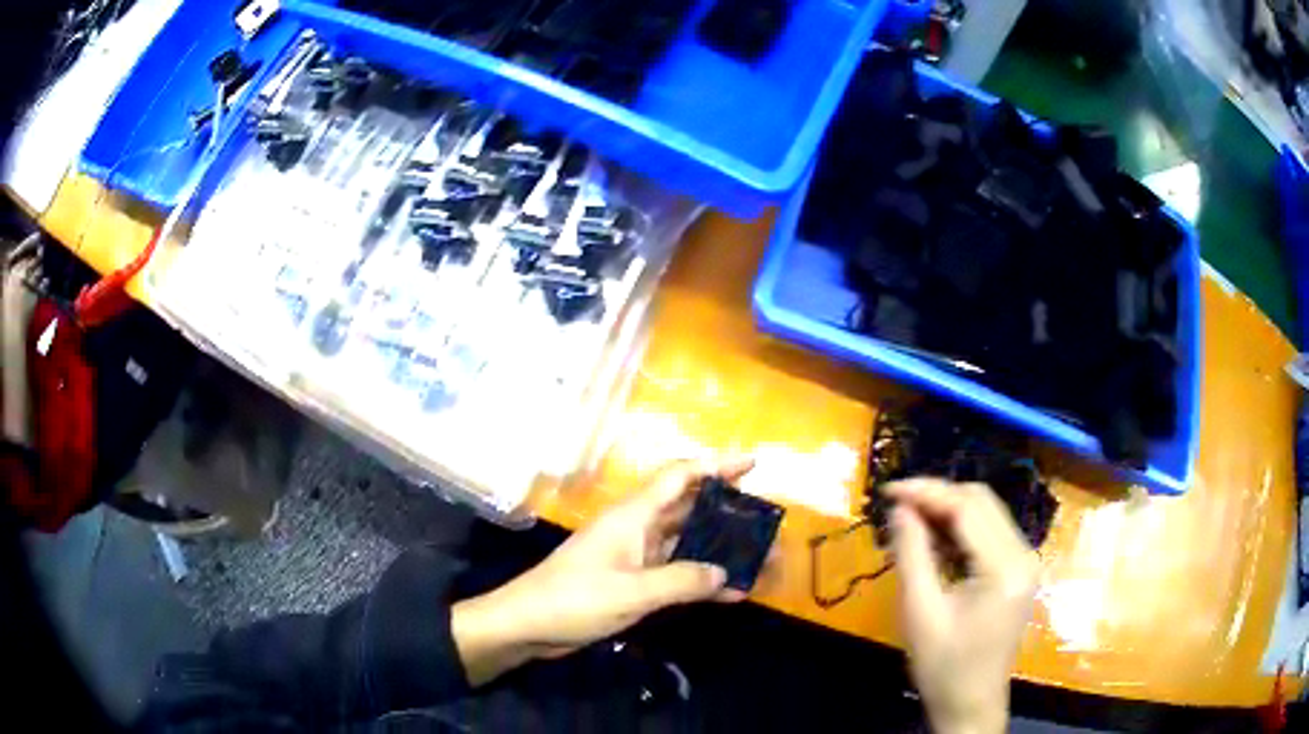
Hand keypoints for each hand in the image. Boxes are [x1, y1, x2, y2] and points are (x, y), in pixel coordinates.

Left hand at [452, 458, 755, 684]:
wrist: (528, 625)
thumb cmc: (575, 599)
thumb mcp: (632, 592)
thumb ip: (682, 580)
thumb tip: (726, 573)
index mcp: (633, 516)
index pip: (679, 476)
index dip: (716, 464)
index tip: (752, 463)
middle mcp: (636, 528)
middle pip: (688, 508)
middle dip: (726, 510)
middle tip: (765, 518)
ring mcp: (633, 556)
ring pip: (685, 542)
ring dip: (718, 548)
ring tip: (759, 556)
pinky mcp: (630, 581)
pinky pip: (675, 572)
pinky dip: (700, 579)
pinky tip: (730, 593)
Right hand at [888, 479, 1039, 733]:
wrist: (970, 704)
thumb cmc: (943, 666)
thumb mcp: (920, 612)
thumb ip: (911, 554)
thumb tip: (900, 508)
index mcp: (1005, 567)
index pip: (967, 507)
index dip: (927, 492)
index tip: (888, 490)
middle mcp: (1024, 554)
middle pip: (981, 502)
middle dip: (937, 497)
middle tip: (896, 506)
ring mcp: (1025, 562)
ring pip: (986, 513)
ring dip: (948, 511)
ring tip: (909, 523)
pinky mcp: (1019, 570)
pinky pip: (989, 533)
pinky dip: (960, 530)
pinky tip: (934, 543)